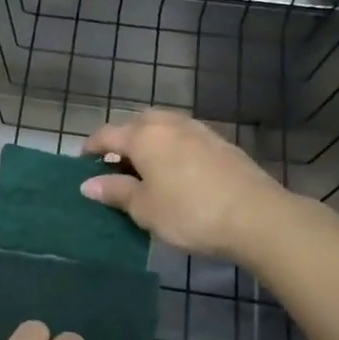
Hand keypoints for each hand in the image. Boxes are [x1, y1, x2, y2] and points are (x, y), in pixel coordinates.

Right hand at [81, 109, 291, 260]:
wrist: (256, 216)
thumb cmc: (189, 213)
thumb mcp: (144, 208)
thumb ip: (115, 191)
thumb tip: (88, 184)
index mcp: (144, 136)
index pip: (107, 134)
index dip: (91, 147)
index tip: (81, 162)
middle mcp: (169, 124)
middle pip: (136, 123)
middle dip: (122, 140)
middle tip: (114, 165)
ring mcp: (199, 131)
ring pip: (163, 127)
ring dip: (148, 141)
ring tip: (144, 168)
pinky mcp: (221, 143)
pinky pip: (184, 137)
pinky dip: (171, 148)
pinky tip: (176, 171)